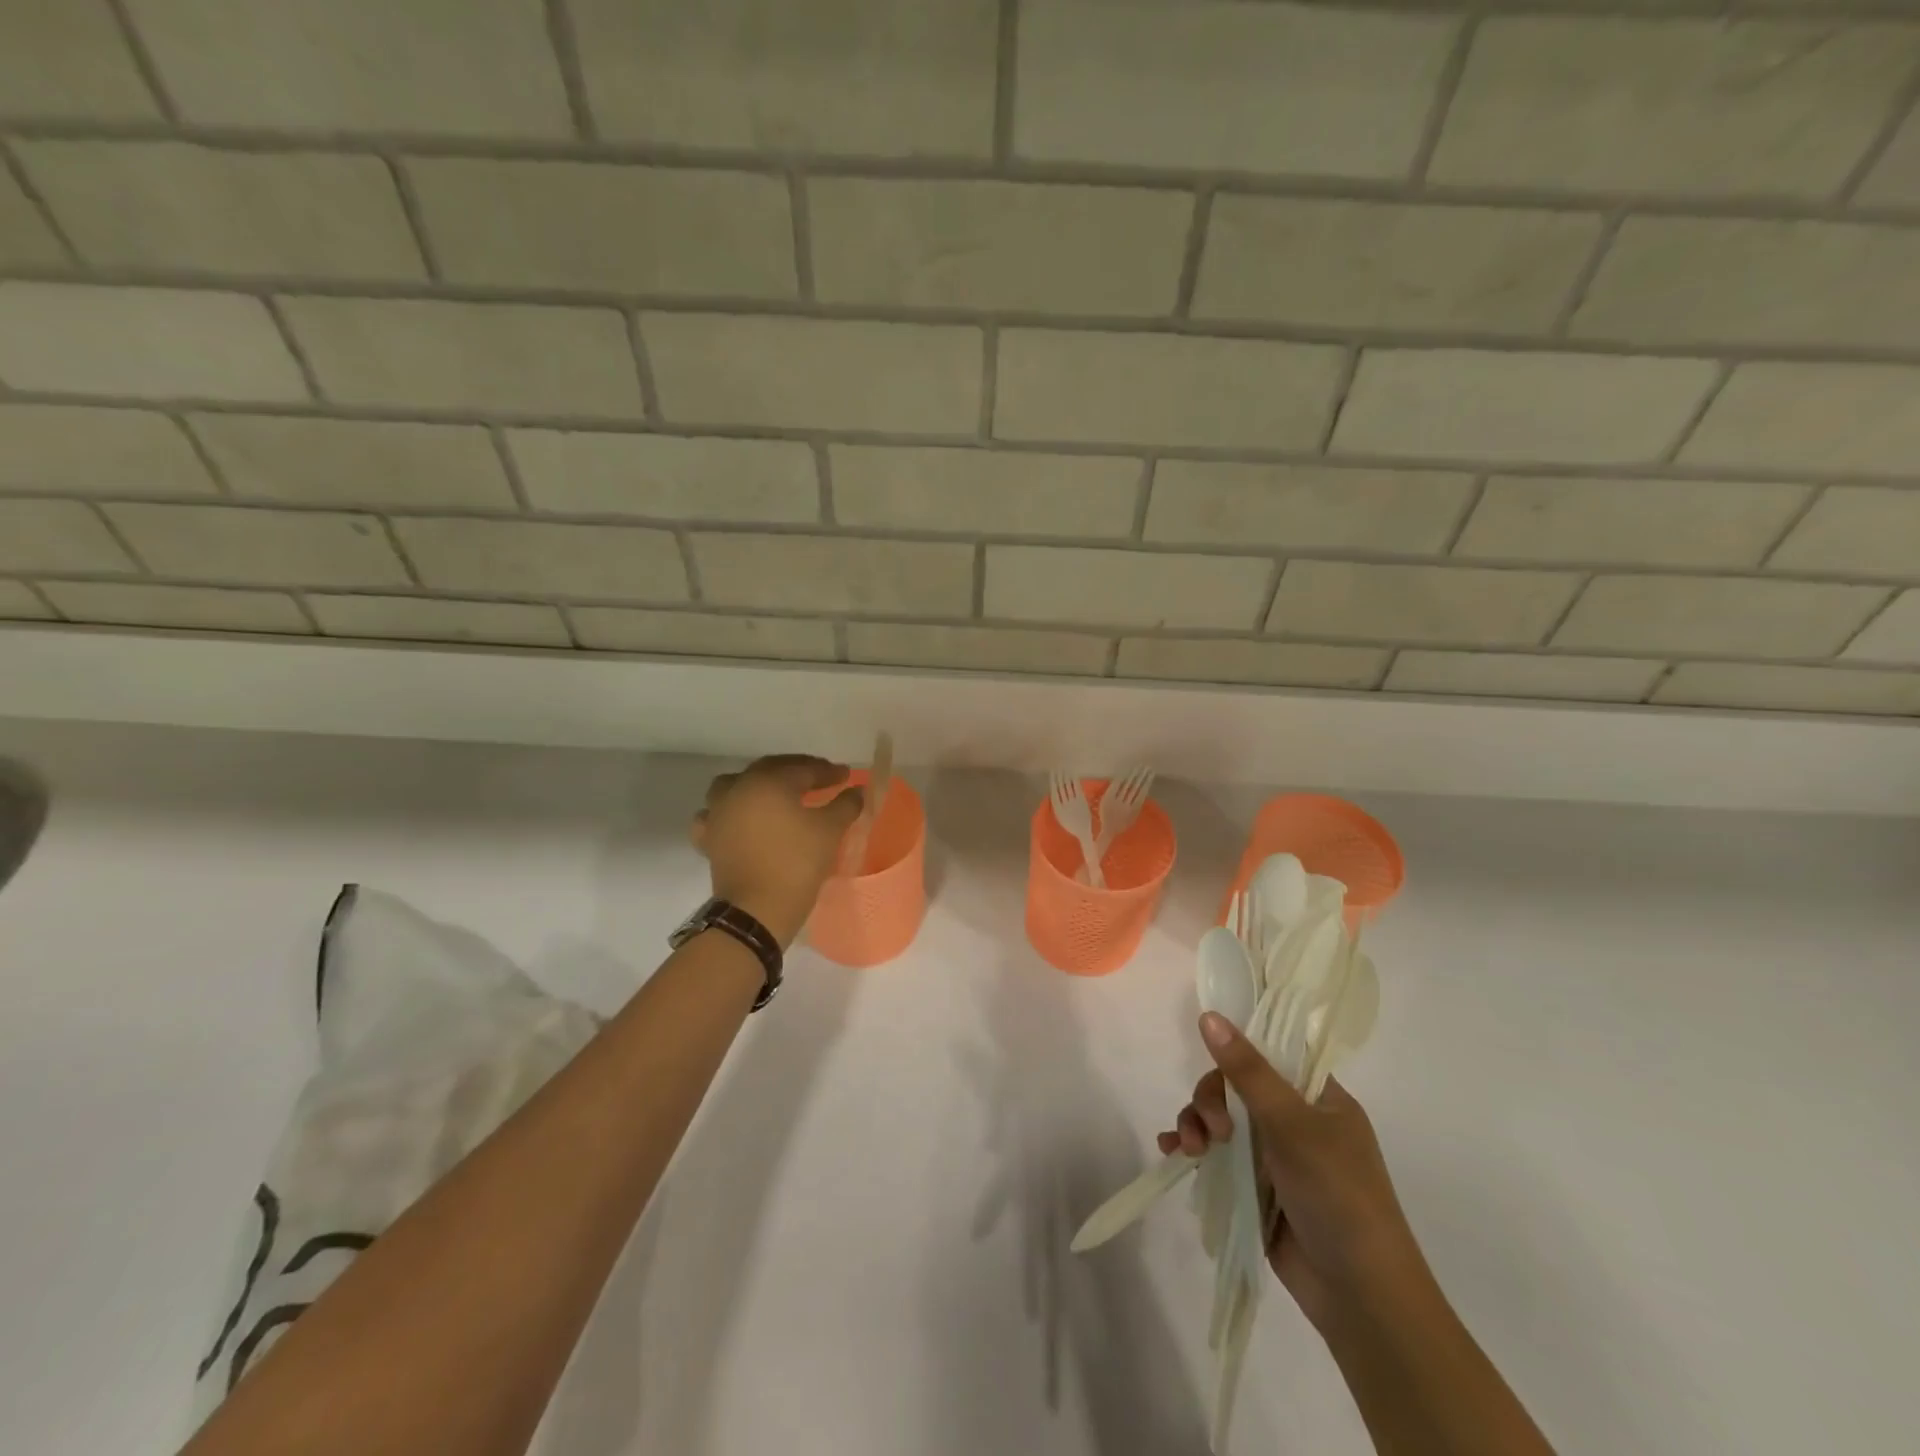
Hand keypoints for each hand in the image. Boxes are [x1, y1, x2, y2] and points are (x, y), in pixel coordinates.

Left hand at [690, 755, 863, 948]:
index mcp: (769, 782)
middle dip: (796, 771)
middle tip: (819, 779)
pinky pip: (715, 815)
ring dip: (758, 785)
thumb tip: (856, 791)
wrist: (756, 911)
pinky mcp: (709, 838)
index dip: (827, 771)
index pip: (803, 769)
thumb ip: (845, 805)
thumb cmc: (796, 864)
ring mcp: (718, 813)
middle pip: (770, 770)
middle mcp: (739, 789)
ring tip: (777, 795)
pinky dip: (729, 812)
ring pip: (736, 785)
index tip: (846, 776)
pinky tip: (740, 819)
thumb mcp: (830, 831)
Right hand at [1158, 1013, 1426, 1331]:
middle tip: (1213, 1130)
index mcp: (1319, 1098)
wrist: (1359, 1297)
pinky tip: (1172, 1150)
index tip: (1211, 1056)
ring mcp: (1274, 1155)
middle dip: (1212, 1100)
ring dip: (1198, 1124)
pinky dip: (1193, 1147)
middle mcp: (1296, 1120)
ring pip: (1221, 1118)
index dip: (1238, 1049)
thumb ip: (1247, 1070)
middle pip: (1236, 1086)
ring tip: (1191, 1149)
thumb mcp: (1291, 1125)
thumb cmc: (1338, 1196)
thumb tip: (1209, 1015)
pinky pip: (1215, 1154)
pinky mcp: (1255, 1187)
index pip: (1271, 1053)